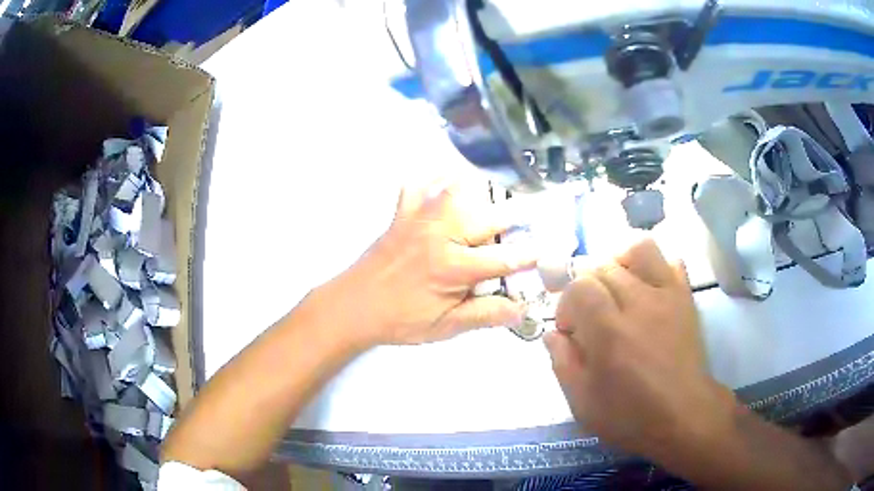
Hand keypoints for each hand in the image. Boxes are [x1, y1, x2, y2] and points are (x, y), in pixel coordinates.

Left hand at [328, 183, 536, 346]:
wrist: (352, 306)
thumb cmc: (400, 319)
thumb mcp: (445, 326)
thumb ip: (484, 315)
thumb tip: (520, 310)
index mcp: (453, 267)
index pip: (505, 259)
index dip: (531, 256)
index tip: (549, 250)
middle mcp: (441, 234)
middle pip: (489, 216)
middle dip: (516, 217)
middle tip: (531, 217)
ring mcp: (420, 218)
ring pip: (458, 188)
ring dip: (482, 189)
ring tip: (497, 194)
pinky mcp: (402, 213)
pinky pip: (420, 182)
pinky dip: (435, 175)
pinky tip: (446, 177)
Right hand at [544, 239, 735, 459]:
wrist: (684, 415)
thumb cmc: (631, 416)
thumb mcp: (582, 403)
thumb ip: (562, 363)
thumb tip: (553, 333)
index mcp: (609, 331)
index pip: (579, 287)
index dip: (567, 305)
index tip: (570, 331)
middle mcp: (639, 303)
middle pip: (604, 266)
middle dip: (587, 288)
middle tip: (591, 316)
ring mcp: (667, 295)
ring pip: (639, 249)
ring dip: (620, 262)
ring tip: (617, 288)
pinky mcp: (685, 297)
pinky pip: (670, 260)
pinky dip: (654, 266)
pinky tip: (647, 287)